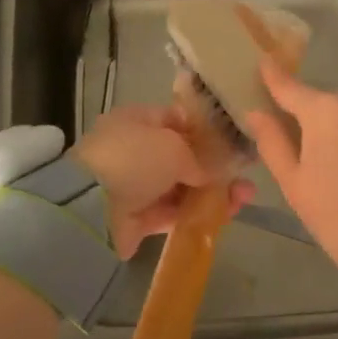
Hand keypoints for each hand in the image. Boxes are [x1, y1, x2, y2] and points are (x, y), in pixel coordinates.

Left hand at [72, 105, 256, 258]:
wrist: (91, 208)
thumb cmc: (135, 160)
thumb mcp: (173, 146)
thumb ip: (197, 157)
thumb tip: (206, 174)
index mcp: (136, 122)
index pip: (175, 120)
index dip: (204, 130)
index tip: (232, 141)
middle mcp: (135, 151)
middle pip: (181, 158)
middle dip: (214, 166)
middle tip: (245, 173)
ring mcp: (135, 186)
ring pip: (181, 188)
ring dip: (212, 193)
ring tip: (246, 197)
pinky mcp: (137, 219)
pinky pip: (174, 213)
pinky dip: (197, 214)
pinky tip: (226, 215)